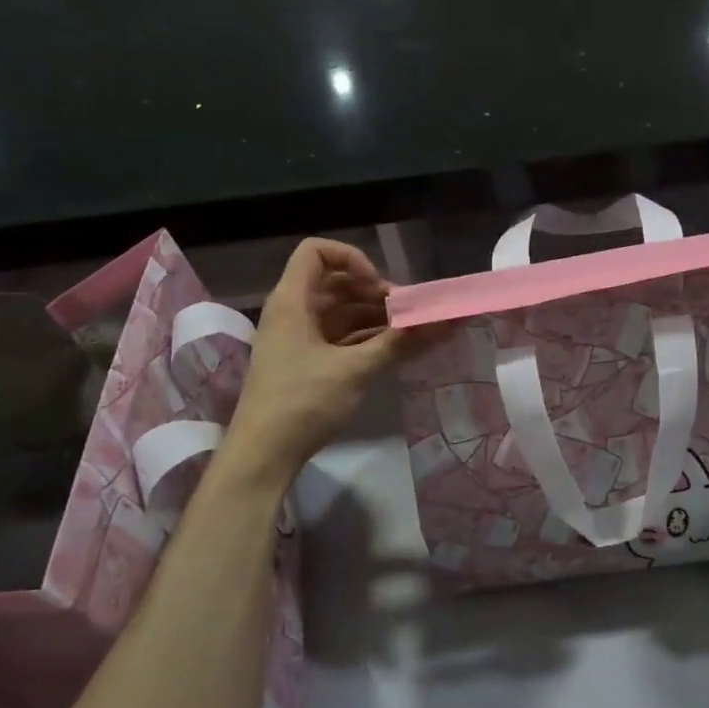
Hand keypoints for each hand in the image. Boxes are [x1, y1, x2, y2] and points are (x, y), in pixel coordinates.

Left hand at [221, 239, 406, 482]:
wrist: (263, 455)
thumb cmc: (303, 402)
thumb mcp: (356, 370)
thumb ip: (400, 343)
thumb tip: (445, 322)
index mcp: (292, 301)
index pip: (316, 251)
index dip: (351, 259)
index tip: (378, 287)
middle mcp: (292, 312)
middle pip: (334, 282)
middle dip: (373, 292)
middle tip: (407, 313)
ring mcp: (297, 338)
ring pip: (339, 311)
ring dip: (374, 317)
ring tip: (408, 333)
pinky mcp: (305, 362)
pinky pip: (338, 336)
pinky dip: (365, 337)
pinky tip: (393, 350)